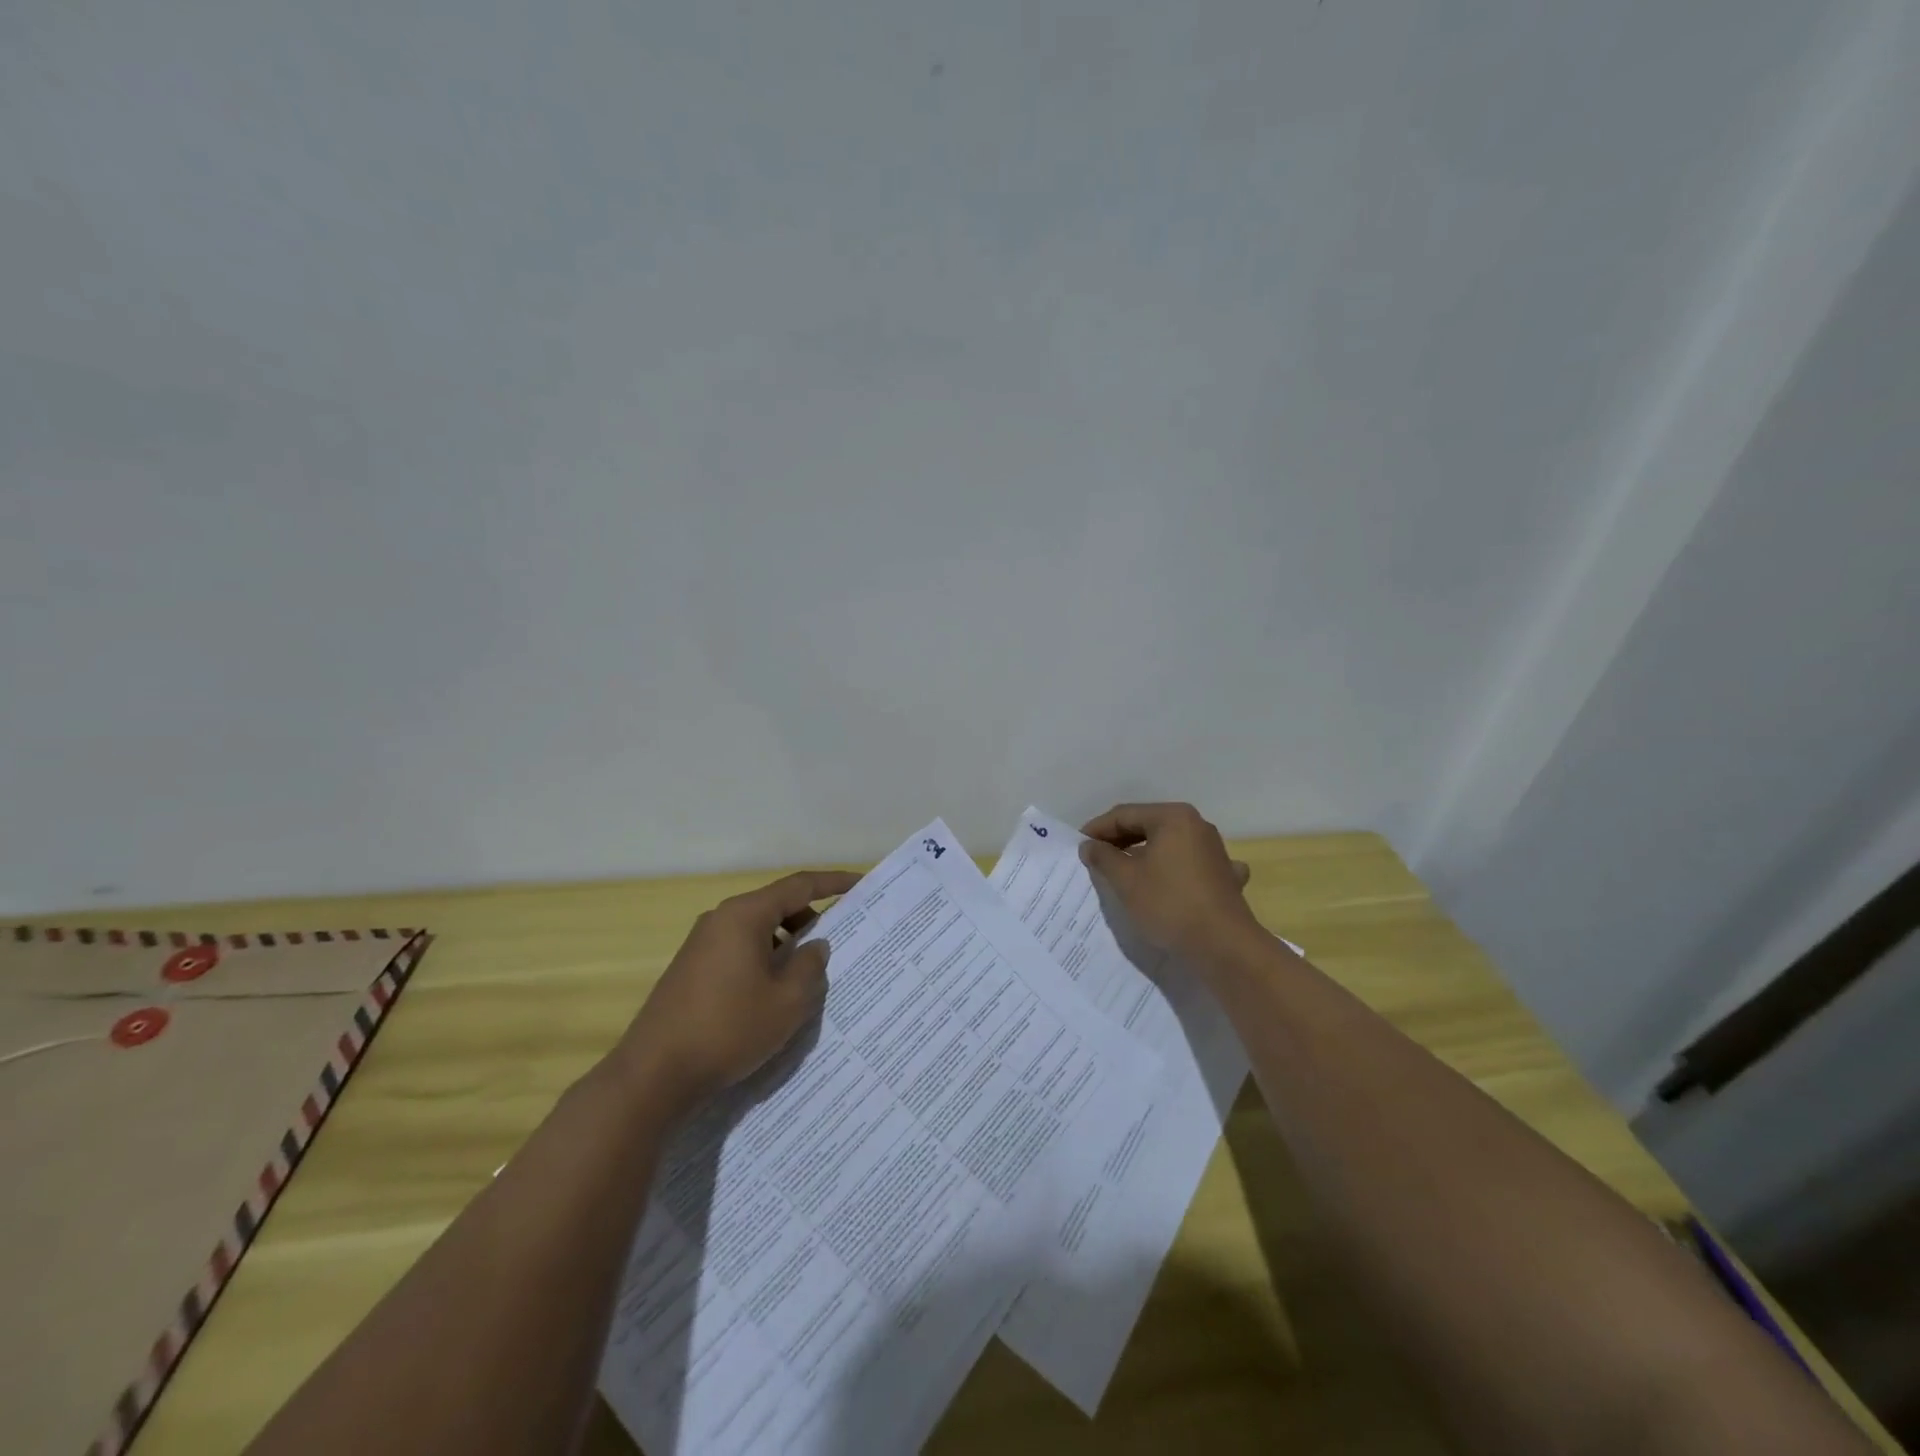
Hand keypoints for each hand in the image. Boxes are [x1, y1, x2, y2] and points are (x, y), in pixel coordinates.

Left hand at [616, 870, 859, 1110]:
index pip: (799, 886)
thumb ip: (810, 966)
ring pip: (758, 929)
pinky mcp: (692, 968)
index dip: (833, 882)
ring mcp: (702, 944)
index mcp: (745, 915)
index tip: (860, 884)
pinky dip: (766, 957)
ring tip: (812, 968)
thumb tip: (815, 945)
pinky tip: (777, 989)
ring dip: (788, 941)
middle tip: (843, 935)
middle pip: (777, 904)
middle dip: (812, 916)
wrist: (654, 1074)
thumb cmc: (728, 1029)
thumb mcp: (787, 1002)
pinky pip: (740, 949)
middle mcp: (721, 919)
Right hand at [1079, 803, 1259, 964]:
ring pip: (1168, 844)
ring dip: (1143, 854)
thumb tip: (1090, 845)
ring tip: (1121, 871)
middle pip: (1148, 825)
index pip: (1125, 815)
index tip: (1078, 846)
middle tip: (1095, 859)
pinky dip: (1172, 869)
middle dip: (1119, 841)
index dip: (1098, 829)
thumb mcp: (1126, 880)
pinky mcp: (1224, 874)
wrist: (1224, 945)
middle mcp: (1197, 825)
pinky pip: (1189, 864)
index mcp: (1173, 817)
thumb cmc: (1169, 904)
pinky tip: (1169, 881)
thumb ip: (1103, 857)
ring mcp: (1214, 850)